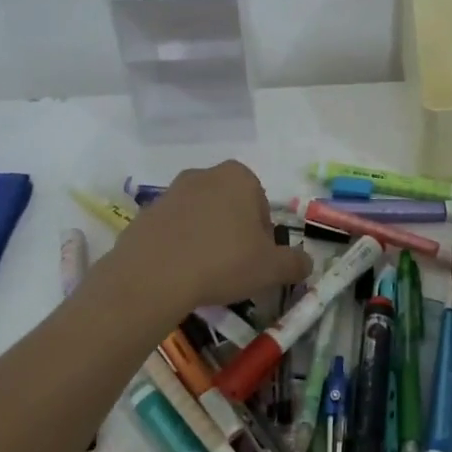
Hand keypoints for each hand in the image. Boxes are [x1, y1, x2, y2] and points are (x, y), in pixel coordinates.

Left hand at [98, 161, 309, 319]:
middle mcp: (204, 175)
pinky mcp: (145, 213)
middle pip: (230, 207)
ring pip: (201, 217)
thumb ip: (295, 263)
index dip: (263, 236)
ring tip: (205, 274)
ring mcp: (171, 192)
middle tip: (235, 268)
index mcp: (239, 177)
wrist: (152, 275)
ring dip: (207, 239)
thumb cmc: (223, 262)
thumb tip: (306, 263)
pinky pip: (173, 230)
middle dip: (235, 233)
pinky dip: (180, 247)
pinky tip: (180, 274)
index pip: (262, 205)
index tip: (257, 260)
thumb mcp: (271, 268)